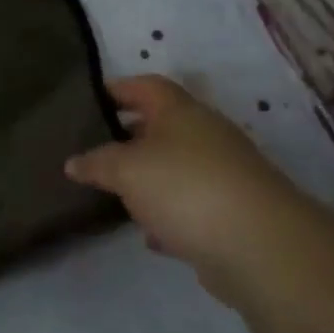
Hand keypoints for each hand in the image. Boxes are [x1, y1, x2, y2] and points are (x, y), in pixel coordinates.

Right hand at [65, 76, 303, 301]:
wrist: (260, 247)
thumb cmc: (184, 187)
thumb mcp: (125, 169)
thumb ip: (96, 163)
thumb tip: (73, 162)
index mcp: (181, 111)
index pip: (144, 85)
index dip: (115, 89)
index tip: (85, 103)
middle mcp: (205, 135)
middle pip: (160, 126)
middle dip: (126, 138)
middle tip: (91, 151)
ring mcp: (223, 174)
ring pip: (175, 168)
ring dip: (147, 180)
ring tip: (112, 193)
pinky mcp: (232, 213)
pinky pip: (190, 206)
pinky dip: (169, 215)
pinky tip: (149, 235)